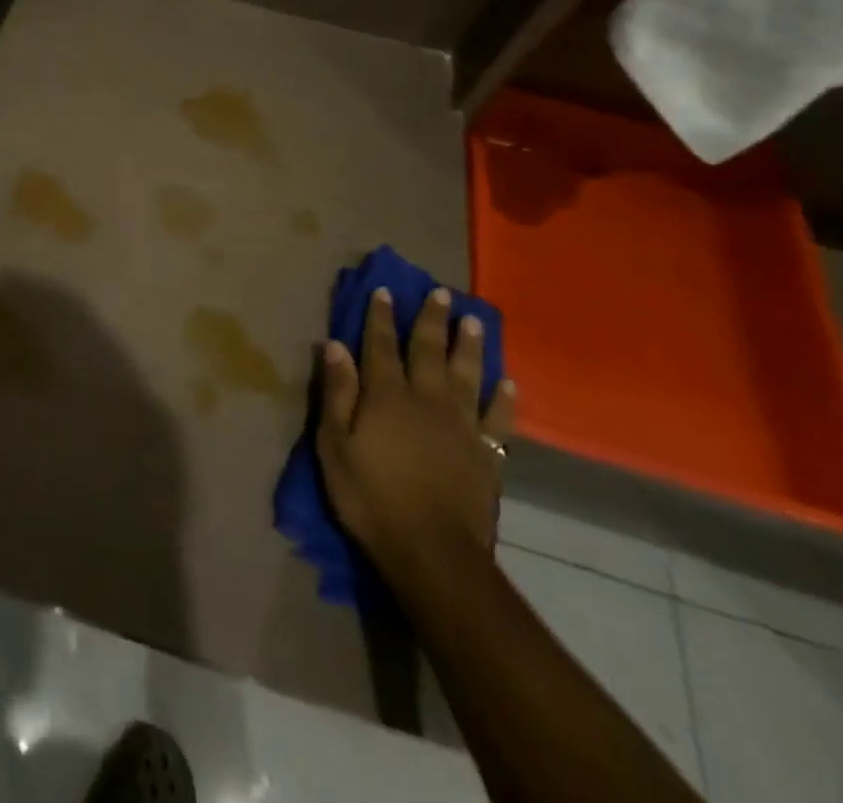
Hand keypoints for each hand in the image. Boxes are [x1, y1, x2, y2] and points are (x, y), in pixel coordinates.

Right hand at [316, 287, 516, 577]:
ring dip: (470, 346)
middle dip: (431, 320)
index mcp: (386, 396)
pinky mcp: (487, 453)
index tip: (385, 290)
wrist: (433, 552)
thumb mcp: (334, 445)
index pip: (380, 346)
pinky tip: (508, 384)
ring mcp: (462, 425)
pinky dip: (504, 399)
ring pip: (467, 374)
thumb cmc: (371, 497)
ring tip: (475, 320)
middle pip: (429, 350)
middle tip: (440, 293)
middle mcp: (426, 400)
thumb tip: (335, 345)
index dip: (381, 317)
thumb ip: (337, 393)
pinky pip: (498, 418)